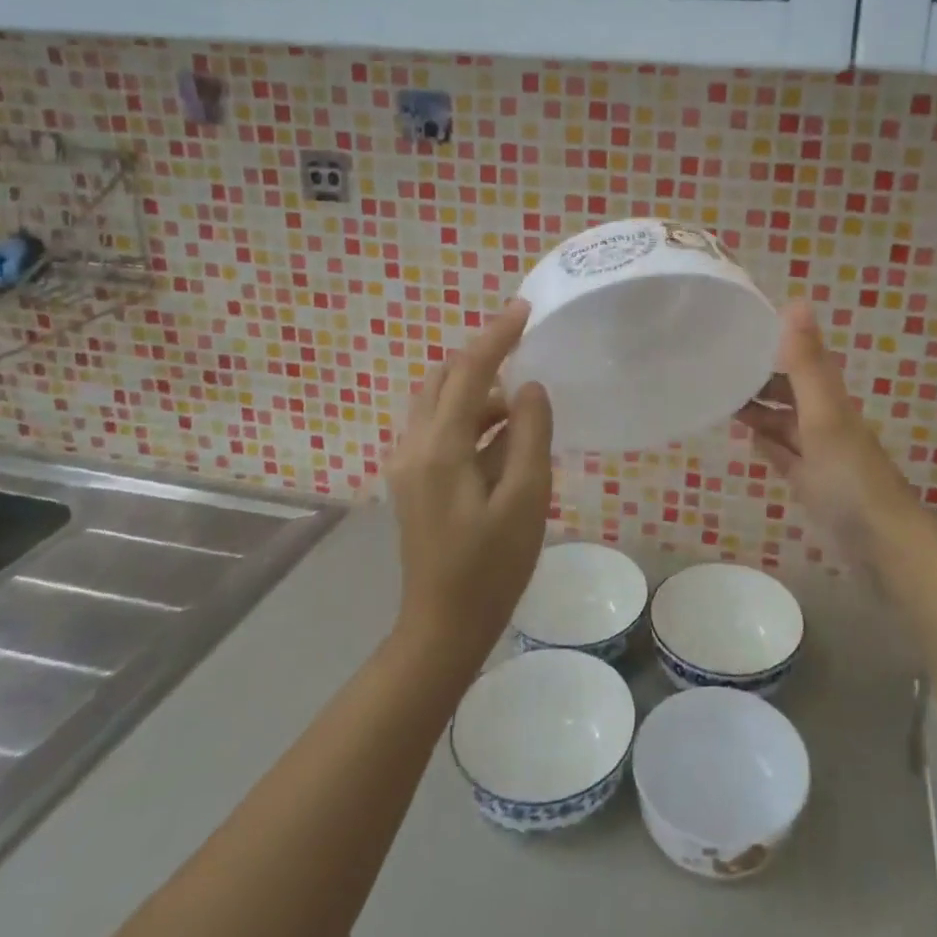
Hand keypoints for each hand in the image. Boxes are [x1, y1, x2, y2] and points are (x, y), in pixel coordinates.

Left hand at [388, 300, 554, 661]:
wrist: (442, 628)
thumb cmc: (491, 567)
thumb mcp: (525, 499)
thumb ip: (528, 435)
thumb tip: (529, 388)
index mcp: (439, 448)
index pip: (468, 372)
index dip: (496, 336)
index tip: (524, 309)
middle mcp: (413, 446)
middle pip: (444, 380)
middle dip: (482, 359)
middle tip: (525, 351)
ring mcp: (408, 465)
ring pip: (440, 404)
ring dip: (478, 392)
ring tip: (523, 409)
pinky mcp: (413, 481)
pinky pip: (440, 429)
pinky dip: (471, 419)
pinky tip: (503, 440)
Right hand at [736, 302, 915, 550]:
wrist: (881, 540)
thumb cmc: (848, 472)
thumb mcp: (822, 412)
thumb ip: (806, 362)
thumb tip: (796, 300)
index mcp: (828, 398)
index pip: (800, 358)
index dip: (775, 342)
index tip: (738, 328)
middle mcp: (824, 419)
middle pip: (789, 391)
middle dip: (759, 378)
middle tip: (717, 369)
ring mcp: (818, 453)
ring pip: (784, 422)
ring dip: (758, 410)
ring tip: (721, 399)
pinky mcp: (811, 482)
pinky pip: (784, 454)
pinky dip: (767, 443)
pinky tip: (748, 438)